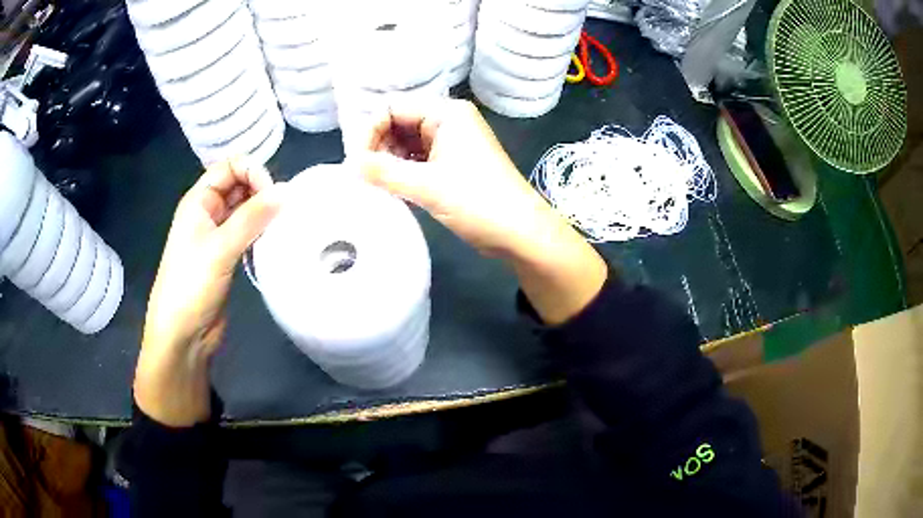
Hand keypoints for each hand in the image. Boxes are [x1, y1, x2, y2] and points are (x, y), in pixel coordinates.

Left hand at [135, 159, 281, 426]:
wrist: (182, 335)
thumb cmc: (191, 286)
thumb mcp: (219, 249)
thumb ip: (251, 218)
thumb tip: (286, 191)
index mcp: (199, 201)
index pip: (230, 167)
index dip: (252, 172)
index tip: (272, 195)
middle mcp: (208, 213)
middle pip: (239, 185)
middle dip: (261, 191)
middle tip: (282, 213)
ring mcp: (218, 236)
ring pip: (245, 211)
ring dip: (264, 214)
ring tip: (284, 227)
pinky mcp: (227, 257)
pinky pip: (248, 234)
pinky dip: (262, 233)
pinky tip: (275, 242)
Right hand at [358, 99, 606, 324]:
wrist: (520, 232)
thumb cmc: (477, 202)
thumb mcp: (426, 186)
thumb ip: (383, 172)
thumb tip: (350, 165)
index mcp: (446, 113)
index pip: (393, 107)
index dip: (370, 131)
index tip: (357, 163)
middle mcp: (449, 121)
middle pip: (399, 122)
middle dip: (380, 147)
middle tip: (367, 177)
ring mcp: (453, 142)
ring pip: (408, 142)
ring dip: (390, 161)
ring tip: (379, 185)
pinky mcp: (454, 163)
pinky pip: (419, 159)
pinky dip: (404, 171)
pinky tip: (395, 188)